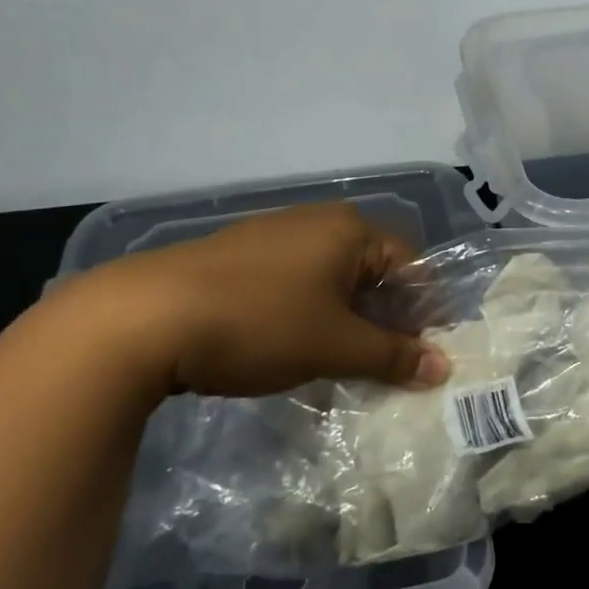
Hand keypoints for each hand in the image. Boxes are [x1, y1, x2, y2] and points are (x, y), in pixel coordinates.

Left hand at [53, 203, 450, 400]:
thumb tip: (444, 366)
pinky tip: (289, 348)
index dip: (423, 310)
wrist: (144, 318)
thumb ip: (393, 356)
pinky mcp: (238, 257)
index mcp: (350, 230)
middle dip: (384, 318)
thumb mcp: (335, 345)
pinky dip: (307, 314)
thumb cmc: (260, 322)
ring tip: (339, 363)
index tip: (421, 356)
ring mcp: (273, 236)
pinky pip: (294, 282)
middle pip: (372, 271)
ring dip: (345, 320)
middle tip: (384, 365)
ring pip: (331, 279)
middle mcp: (316, 221)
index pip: (411, 265)